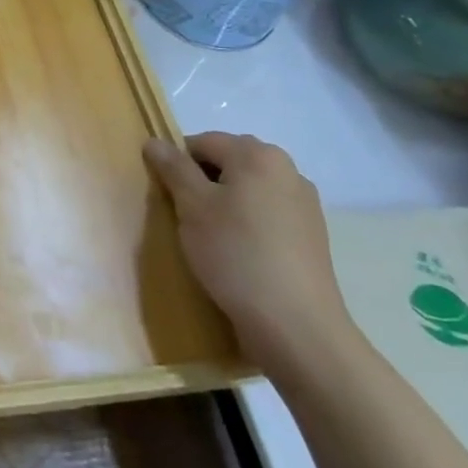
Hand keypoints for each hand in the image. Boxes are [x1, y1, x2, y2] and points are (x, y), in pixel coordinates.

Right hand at [144, 132, 354, 370]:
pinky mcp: (312, 236)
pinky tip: (238, 253)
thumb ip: (173, 169)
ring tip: (211, 238)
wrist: (295, 325)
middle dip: (203, 182)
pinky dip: (247, 224)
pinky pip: (267, 214)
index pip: (202, 142)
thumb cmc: (236, 254)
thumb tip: (155, 141)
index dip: (178, 164)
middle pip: (229, 162)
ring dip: (225, 203)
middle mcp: (287, 170)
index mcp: (258, 155)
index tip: (168, 196)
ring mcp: (304, 204)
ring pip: (248, 190)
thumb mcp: (192, 207)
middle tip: (186, 216)